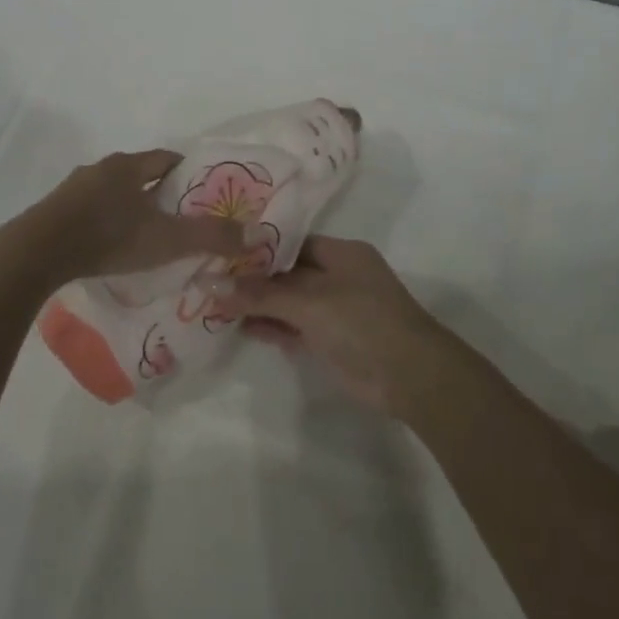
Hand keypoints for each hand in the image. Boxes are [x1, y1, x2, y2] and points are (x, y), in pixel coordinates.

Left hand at [19, 150, 243, 283]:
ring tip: (144, 233)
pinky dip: (104, 221)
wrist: (38, 253)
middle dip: (158, 191)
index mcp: (129, 166)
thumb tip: (255, 234)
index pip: (166, 159)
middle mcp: (101, 169)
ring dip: (128, 206)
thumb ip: (211, 237)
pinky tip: (108, 244)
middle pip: (138, 174)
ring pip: (111, 191)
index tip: (201, 191)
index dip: (186, 172)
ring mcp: (73, 189)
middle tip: (177, 215)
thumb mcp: (167, 239)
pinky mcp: (54, 211)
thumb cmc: (109, 237)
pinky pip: (88, 210)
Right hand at [213, 236, 450, 413]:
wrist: (409, 376)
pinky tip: (240, 326)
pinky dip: (271, 326)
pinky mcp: (331, 340)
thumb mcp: (309, 302)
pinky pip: (294, 326)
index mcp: (341, 253)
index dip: (257, 248)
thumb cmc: (362, 321)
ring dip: (258, 304)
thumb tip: (211, 283)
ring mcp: (335, 310)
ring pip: (289, 301)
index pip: (291, 243)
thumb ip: (260, 294)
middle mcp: (338, 276)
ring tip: (215, 302)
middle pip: (287, 272)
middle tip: (209, 277)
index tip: (220, 250)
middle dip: (253, 278)